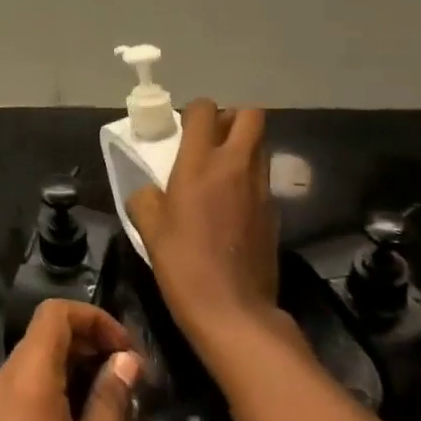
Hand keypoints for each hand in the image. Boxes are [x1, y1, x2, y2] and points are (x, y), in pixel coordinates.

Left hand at [0, 301, 141, 420]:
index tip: (129, 350)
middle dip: (89, 341)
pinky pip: (26, 388)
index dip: (94, 318)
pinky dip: (58, 388)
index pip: (54, 313)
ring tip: (115, 402)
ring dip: (76, 367)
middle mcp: (3, 381)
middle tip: (130, 378)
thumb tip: (127, 359)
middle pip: (45, 334)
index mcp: (25, 379)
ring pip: (37, 361)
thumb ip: (109, 404)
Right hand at [127, 99, 279, 356]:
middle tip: (211, 139)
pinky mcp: (275, 212)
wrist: (234, 311)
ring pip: (261, 145)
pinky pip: (263, 178)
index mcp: (200, 162)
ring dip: (244, 146)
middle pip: (251, 115)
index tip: (183, 130)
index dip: (195, 112)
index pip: (205, 109)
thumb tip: (149, 190)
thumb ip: (146, 198)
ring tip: (221, 171)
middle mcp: (236, 165)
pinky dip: (249, 179)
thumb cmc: (184, 263)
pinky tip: (232, 206)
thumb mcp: (149, 228)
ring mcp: (261, 188)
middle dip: (232, 118)